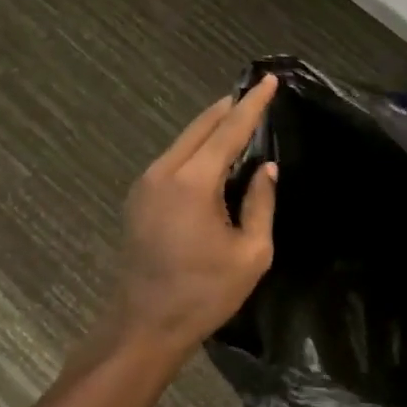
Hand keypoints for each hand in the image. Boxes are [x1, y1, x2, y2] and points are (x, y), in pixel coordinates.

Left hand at [107, 75, 279, 358]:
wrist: (144, 325)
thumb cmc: (204, 293)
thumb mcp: (250, 253)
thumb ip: (261, 203)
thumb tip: (265, 169)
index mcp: (193, 182)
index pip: (229, 130)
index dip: (252, 105)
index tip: (268, 81)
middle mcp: (164, 172)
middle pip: (200, 127)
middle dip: (228, 108)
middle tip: (253, 94)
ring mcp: (145, 184)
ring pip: (183, 141)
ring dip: (210, 128)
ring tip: (236, 119)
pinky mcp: (138, 198)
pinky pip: (172, 159)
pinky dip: (194, 147)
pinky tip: (210, 154)